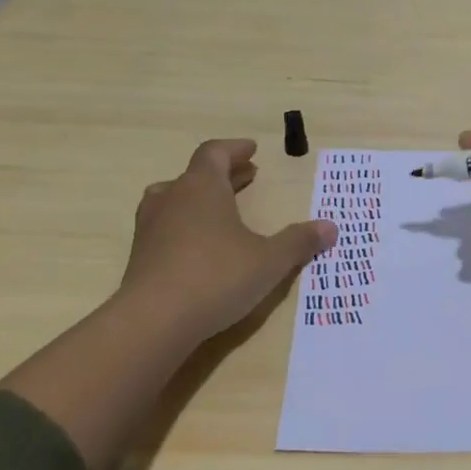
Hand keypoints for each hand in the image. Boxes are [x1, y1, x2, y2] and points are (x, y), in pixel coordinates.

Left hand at [120, 138, 336, 339]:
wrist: (154, 320)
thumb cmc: (217, 277)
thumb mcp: (269, 260)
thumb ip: (298, 241)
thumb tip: (330, 227)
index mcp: (202, 188)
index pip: (214, 153)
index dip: (234, 149)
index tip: (252, 149)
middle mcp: (172, 198)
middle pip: (195, 174)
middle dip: (224, 174)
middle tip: (246, 177)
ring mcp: (150, 226)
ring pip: (174, 198)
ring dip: (199, 198)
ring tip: (219, 208)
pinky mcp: (140, 255)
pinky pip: (165, 226)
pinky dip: (185, 224)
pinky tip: (199, 246)